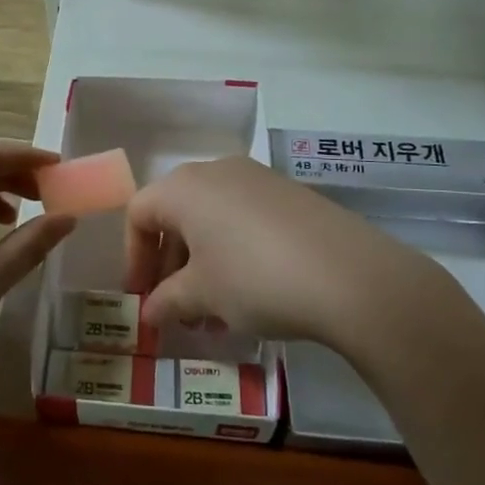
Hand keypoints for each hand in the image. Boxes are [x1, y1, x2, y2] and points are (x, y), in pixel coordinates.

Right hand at [125, 156, 452, 354]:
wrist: (350, 275)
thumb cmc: (254, 279)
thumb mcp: (202, 296)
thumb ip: (166, 301)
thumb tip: (149, 312)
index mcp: (184, 187)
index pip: (139, 214)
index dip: (134, 258)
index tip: (143, 298)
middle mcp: (217, 171)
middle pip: (176, 215)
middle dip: (171, 265)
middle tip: (179, 309)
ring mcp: (258, 179)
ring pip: (212, 219)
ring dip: (203, 264)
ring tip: (216, 312)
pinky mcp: (290, 195)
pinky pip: (245, 220)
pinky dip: (235, 252)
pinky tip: (252, 294)